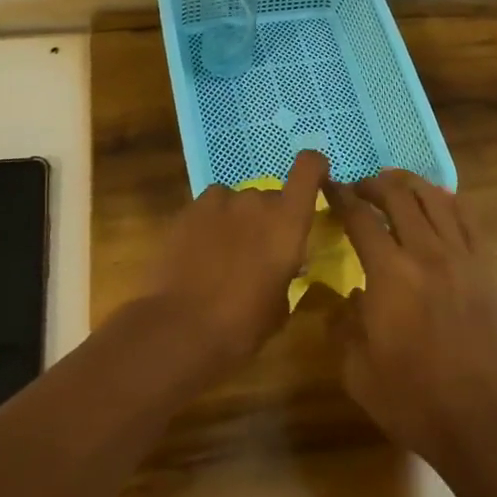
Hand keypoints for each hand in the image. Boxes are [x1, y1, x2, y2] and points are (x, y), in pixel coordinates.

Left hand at [149, 150, 329, 371]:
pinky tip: (199, 253)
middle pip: (270, 197)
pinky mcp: (188, 209)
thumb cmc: (242, 327)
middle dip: (269, 219)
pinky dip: (211, 223)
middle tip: (259, 253)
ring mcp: (220, 201)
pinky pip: (210, 208)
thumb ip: (287, 273)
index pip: (309, 168)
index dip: (315, 167)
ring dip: (238, 221)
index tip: (317, 178)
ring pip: (237, 202)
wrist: (179, 330)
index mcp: (287, 221)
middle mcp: (257, 201)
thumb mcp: (280, 307)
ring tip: (225, 256)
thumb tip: (284, 266)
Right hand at [329, 171, 496, 471]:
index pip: (359, 217)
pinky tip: (438, 203)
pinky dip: (448, 201)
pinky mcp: (486, 268)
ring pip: (435, 197)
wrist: (482, 425)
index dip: (340, 196)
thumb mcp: (356, 370)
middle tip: (360, 189)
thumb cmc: (413, 400)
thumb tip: (345, 297)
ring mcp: (461, 256)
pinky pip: (467, 218)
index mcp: (389, 272)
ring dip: (410, 184)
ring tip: (395, 186)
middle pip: (398, 195)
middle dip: (374, 184)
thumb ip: (341, 324)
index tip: (329, 187)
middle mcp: (425, 252)